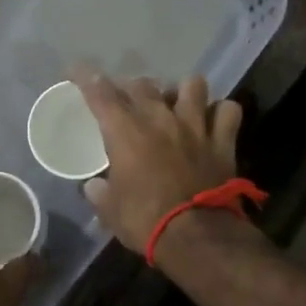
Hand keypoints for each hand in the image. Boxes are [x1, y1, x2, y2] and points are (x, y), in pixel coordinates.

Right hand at [74, 72, 243, 255]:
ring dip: (182, 91)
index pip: (101, 94)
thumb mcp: (110, 211)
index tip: (76, 70)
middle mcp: (160, 119)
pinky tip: (213, 120)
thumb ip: (100, 193)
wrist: (196, 236)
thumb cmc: (145, 222)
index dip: (86, 78)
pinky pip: (228, 111)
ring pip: (192, 85)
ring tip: (177, 103)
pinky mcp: (223, 141)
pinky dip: (221, 112)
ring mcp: (195, 126)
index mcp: (126, 133)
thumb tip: (93, 186)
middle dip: (131, 87)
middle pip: (143, 85)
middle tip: (127, 99)